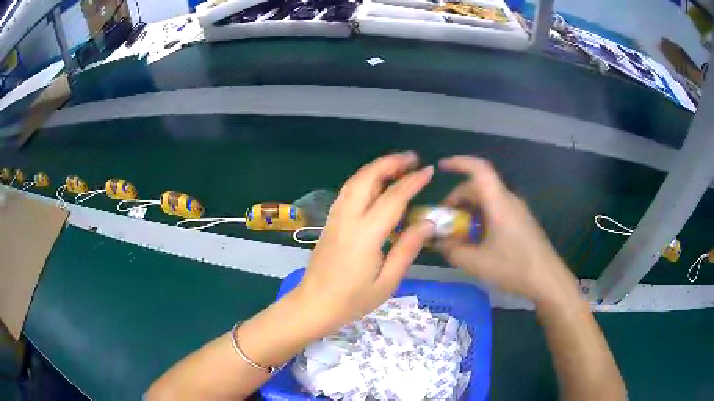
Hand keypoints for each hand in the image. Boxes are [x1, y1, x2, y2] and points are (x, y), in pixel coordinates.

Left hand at [294, 152, 435, 332]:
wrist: (314, 305)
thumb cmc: (353, 300)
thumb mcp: (388, 282)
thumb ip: (407, 249)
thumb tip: (428, 223)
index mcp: (366, 235)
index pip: (393, 198)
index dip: (413, 182)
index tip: (429, 171)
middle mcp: (348, 219)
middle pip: (367, 178)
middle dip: (390, 163)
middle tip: (412, 159)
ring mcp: (335, 218)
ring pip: (354, 181)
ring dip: (376, 168)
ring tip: (396, 166)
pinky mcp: (330, 221)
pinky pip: (347, 191)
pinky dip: (363, 179)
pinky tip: (375, 185)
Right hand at [437, 156, 577, 306]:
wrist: (548, 280)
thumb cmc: (514, 267)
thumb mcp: (477, 262)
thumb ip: (453, 250)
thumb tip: (437, 242)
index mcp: (499, 203)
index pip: (479, 170)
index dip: (459, 163)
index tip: (441, 168)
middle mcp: (509, 201)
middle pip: (480, 186)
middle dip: (458, 197)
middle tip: (445, 219)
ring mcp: (517, 212)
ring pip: (488, 199)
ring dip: (469, 210)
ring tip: (458, 233)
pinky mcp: (521, 222)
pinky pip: (497, 211)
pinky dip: (481, 218)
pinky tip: (477, 240)